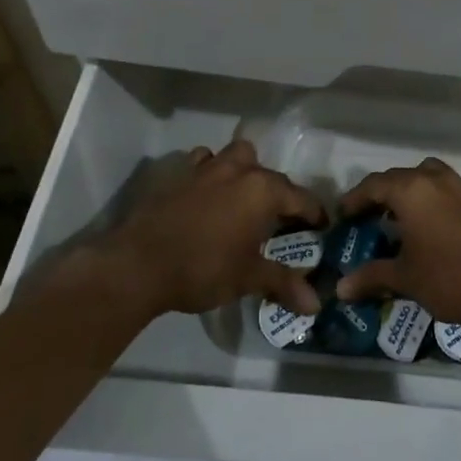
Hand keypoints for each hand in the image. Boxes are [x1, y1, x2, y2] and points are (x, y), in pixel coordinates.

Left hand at [91, 139, 325, 318]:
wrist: (138, 264)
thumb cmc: (203, 269)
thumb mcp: (248, 278)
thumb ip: (284, 284)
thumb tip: (316, 306)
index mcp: (263, 190)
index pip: (301, 198)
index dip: (314, 214)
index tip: (321, 228)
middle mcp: (239, 170)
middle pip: (270, 175)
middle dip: (279, 194)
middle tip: (278, 221)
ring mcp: (206, 167)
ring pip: (236, 155)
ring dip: (244, 170)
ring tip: (242, 197)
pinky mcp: (178, 173)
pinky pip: (202, 161)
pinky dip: (209, 171)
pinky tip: (206, 193)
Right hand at [333, 158, 460, 328]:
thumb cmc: (449, 278)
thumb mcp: (406, 278)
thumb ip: (372, 277)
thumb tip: (340, 289)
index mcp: (412, 190)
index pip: (375, 184)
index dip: (356, 198)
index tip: (344, 214)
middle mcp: (437, 180)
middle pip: (401, 176)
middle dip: (382, 193)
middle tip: (369, 215)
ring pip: (429, 176)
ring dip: (412, 190)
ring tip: (402, 216)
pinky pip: (450, 190)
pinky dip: (435, 200)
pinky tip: (434, 227)